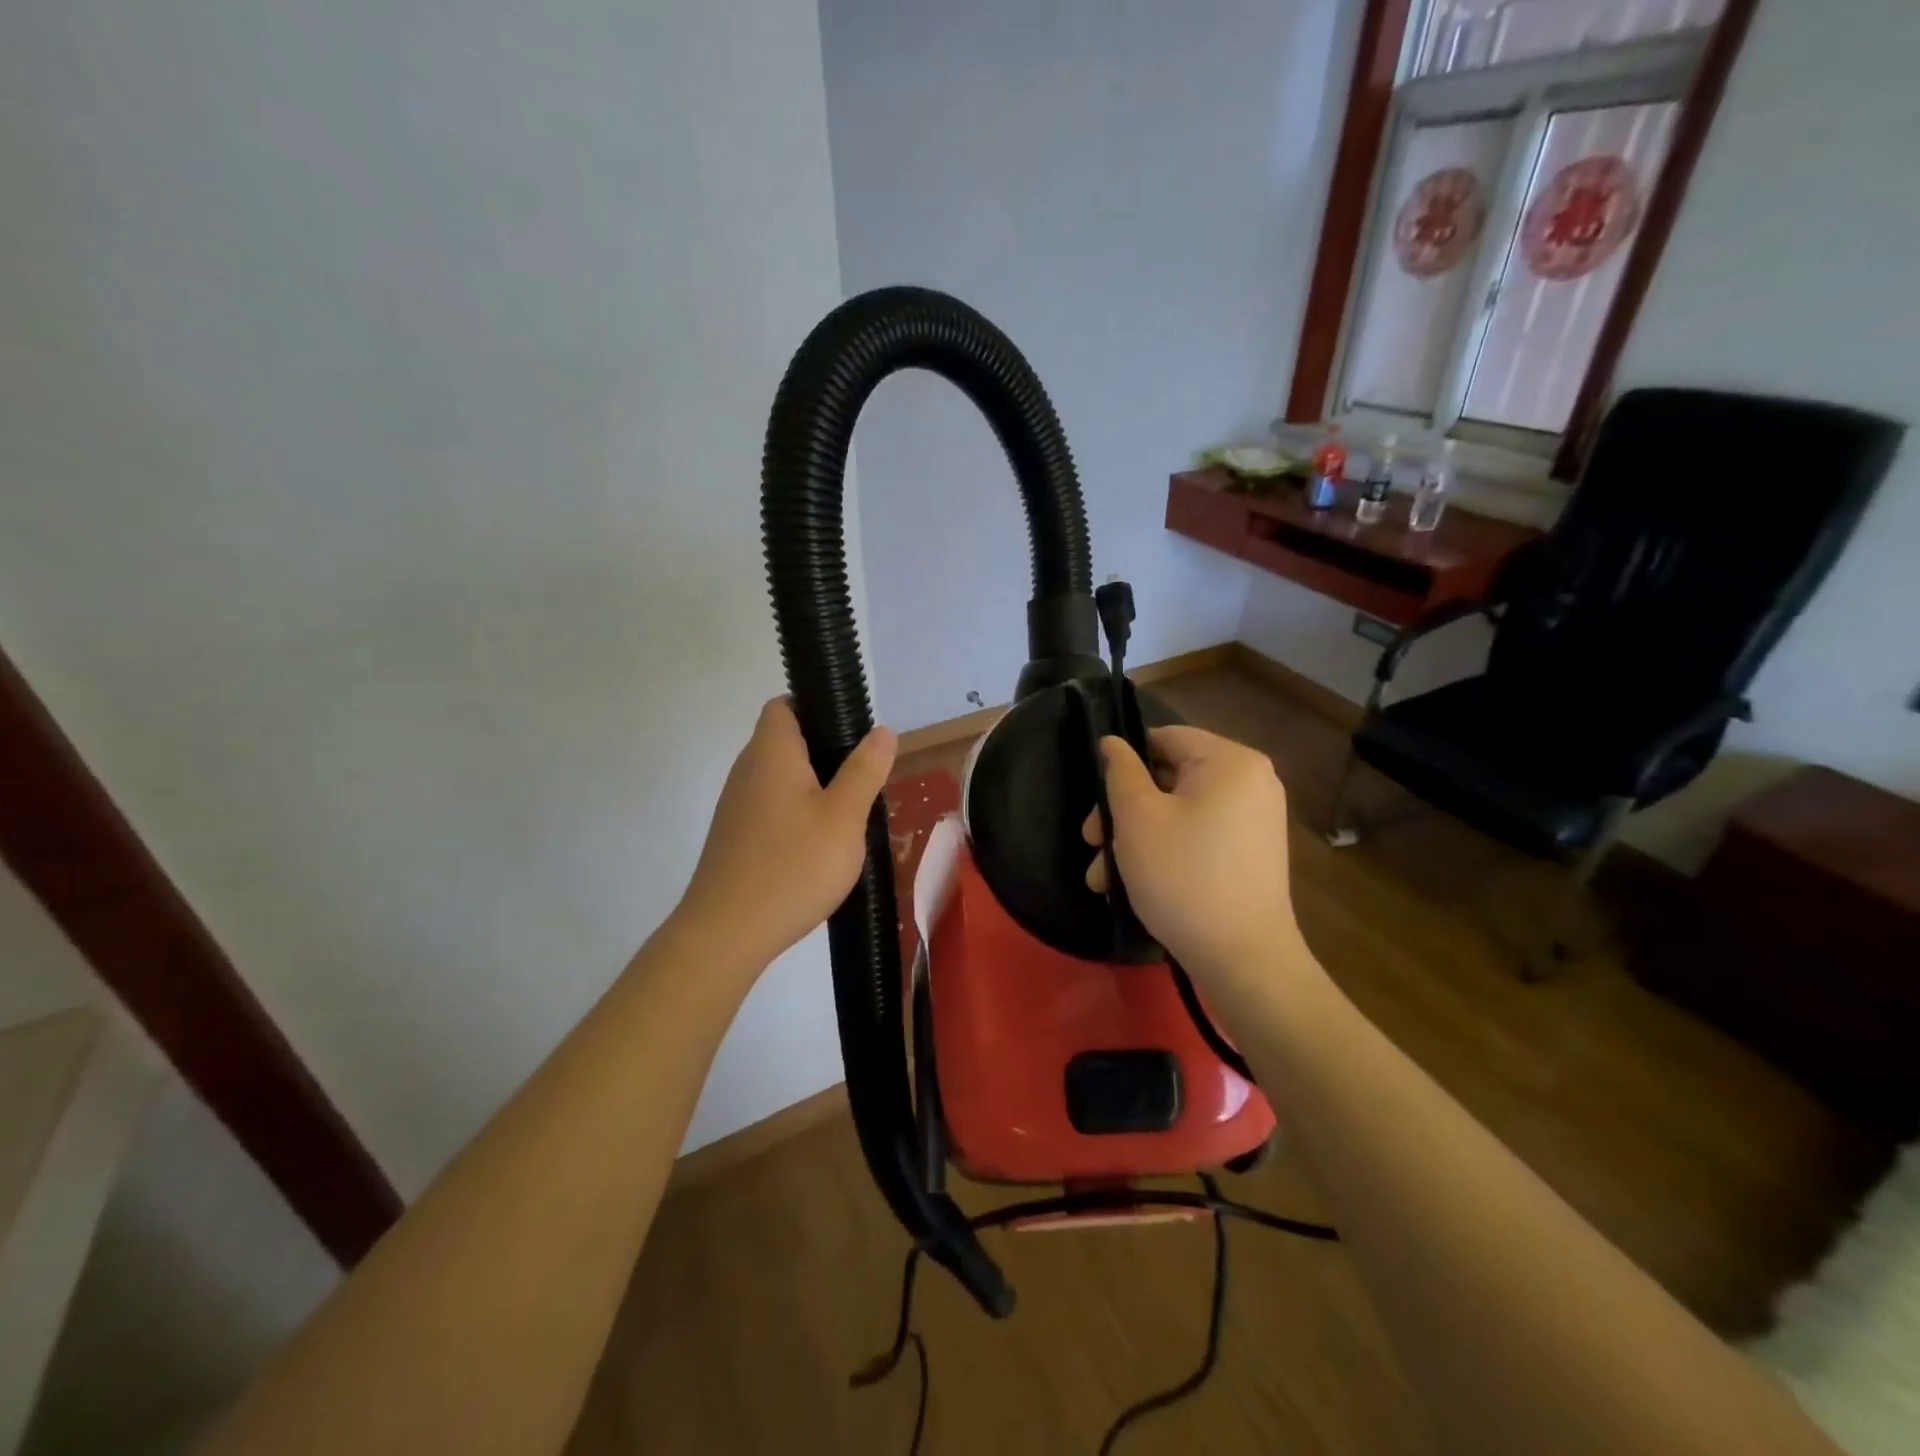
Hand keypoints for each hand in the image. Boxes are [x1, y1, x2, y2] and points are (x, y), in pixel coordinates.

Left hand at [674, 697, 896, 969]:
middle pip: (785, 741)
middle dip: (825, 752)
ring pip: (780, 778)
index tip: (852, 733)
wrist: (727, 933)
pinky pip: (771, 807)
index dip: (817, 707)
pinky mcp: (735, 837)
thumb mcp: (844, 817)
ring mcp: (736, 805)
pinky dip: (796, 814)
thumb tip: (883, 730)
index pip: (784, 705)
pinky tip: (819, 846)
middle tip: (863, 778)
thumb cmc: (793, 866)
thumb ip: (865, 770)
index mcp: (772, 753)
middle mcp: (747, 770)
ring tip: (849, 814)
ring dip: (813, 787)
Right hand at [1084, 726, 1306, 987]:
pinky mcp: (1251, 853)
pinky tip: (1134, 885)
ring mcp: (1255, 820)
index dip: (1123, 763)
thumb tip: (1113, 743)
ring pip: (1179, 812)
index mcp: (1230, 761)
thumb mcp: (1137, 817)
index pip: (1164, 738)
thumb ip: (1120, 771)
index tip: (1096, 800)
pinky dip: (1166, 851)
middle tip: (1091, 843)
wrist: (1244, 959)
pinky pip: (1199, 835)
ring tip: (1103, 878)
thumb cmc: (1183, 876)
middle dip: (1124, 812)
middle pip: (1169, 778)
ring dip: (1136, 839)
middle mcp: (1251, 782)